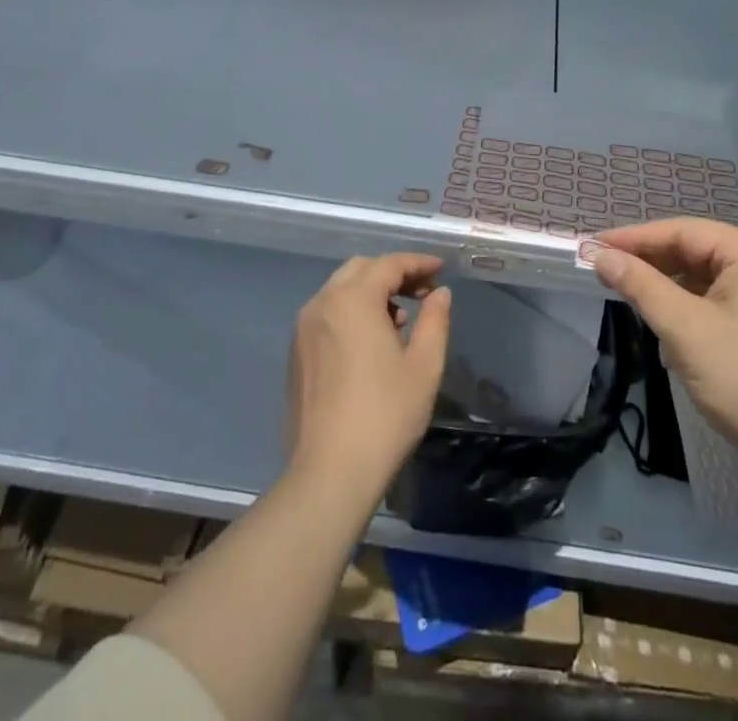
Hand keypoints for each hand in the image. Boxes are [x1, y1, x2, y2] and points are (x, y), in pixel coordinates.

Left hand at [286, 253, 451, 495]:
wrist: (329, 473)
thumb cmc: (385, 415)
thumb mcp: (424, 366)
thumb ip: (435, 320)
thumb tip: (440, 294)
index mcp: (352, 300)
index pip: (389, 264)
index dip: (417, 263)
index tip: (440, 269)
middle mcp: (322, 303)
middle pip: (361, 269)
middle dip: (393, 273)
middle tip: (423, 291)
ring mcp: (303, 328)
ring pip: (340, 290)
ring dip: (371, 292)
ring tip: (400, 319)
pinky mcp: (296, 353)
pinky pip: (327, 314)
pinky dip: (351, 311)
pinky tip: (371, 341)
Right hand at [584, 220, 737, 493]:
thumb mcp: (684, 329)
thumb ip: (640, 285)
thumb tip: (600, 256)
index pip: (684, 232)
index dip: (634, 238)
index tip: (593, 245)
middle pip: (697, 251)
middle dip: (651, 263)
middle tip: (604, 269)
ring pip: (707, 276)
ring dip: (669, 287)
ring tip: (627, 294)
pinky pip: (722, 298)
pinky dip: (691, 307)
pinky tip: (666, 323)